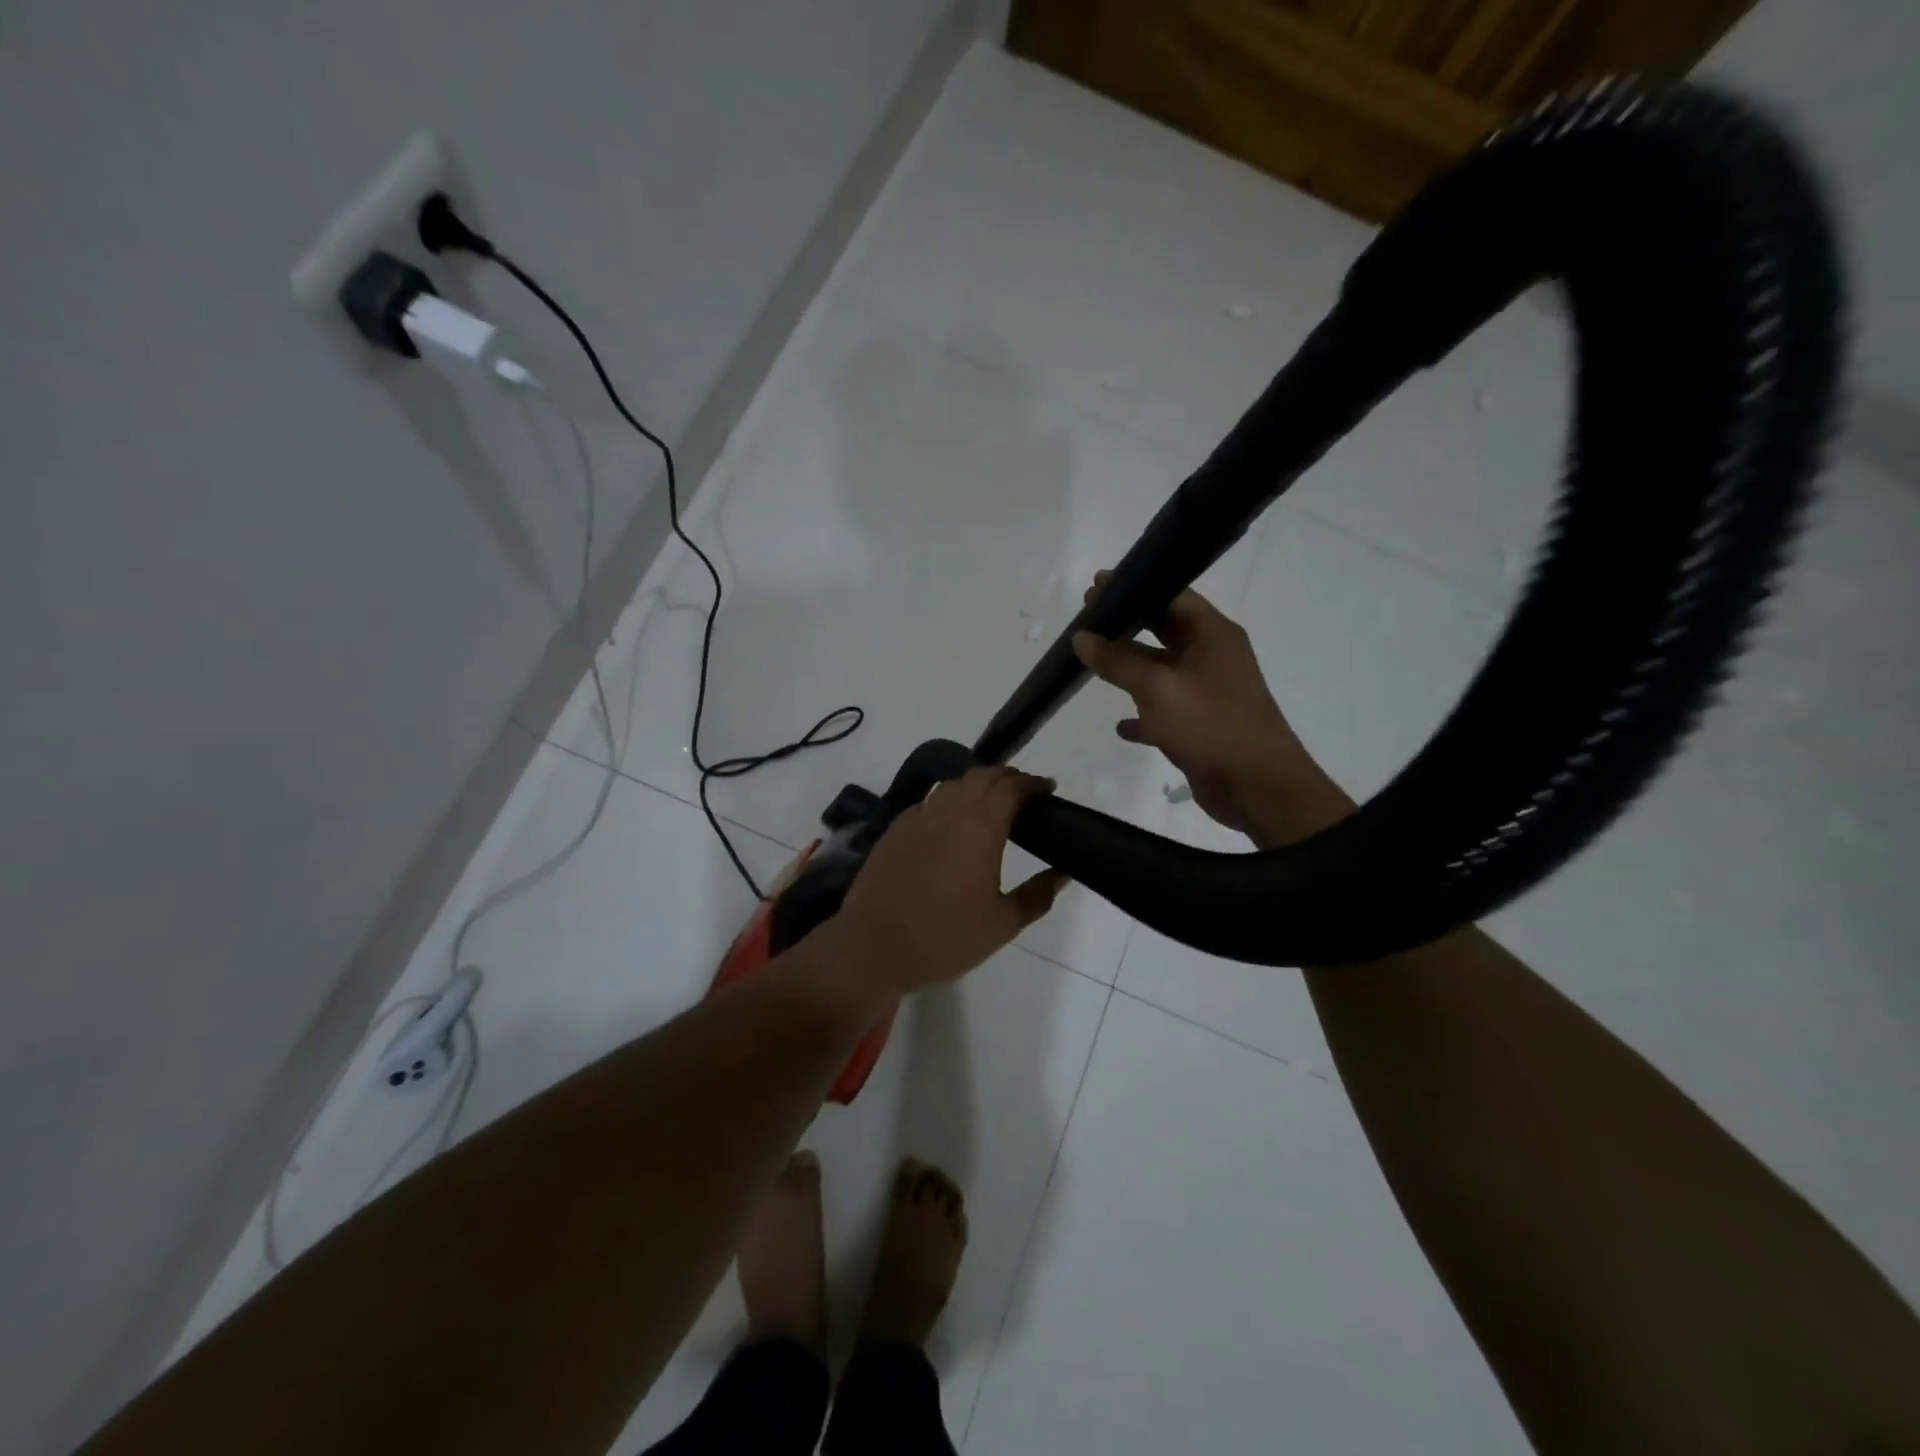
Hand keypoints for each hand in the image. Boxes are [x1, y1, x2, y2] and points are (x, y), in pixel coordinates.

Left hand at [832, 767, 1068, 995]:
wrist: (874, 946)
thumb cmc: (945, 937)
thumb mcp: (1002, 924)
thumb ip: (1037, 895)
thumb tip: (1063, 873)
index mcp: (980, 826)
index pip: (1011, 786)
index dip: (1032, 783)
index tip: (1047, 789)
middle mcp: (948, 810)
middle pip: (982, 776)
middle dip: (1007, 778)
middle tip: (1023, 795)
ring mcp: (917, 816)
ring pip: (953, 784)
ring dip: (977, 785)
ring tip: (990, 805)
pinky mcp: (895, 829)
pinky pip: (929, 802)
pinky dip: (949, 801)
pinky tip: (951, 824)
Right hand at [1072, 573, 1346, 841]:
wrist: (1257, 787)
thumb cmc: (1210, 725)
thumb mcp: (1158, 687)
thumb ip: (1117, 660)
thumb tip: (1081, 637)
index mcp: (1212, 634)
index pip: (1171, 595)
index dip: (1134, 588)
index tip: (1095, 588)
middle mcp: (1212, 656)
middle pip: (1165, 630)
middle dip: (1128, 626)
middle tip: (1087, 621)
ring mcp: (1208, 693)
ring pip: (1162, 671)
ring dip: (1130, 669)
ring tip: (1092, 663)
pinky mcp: (1201, 726)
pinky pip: (1165, 712)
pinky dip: (1143, 714)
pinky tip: (1120, 725)